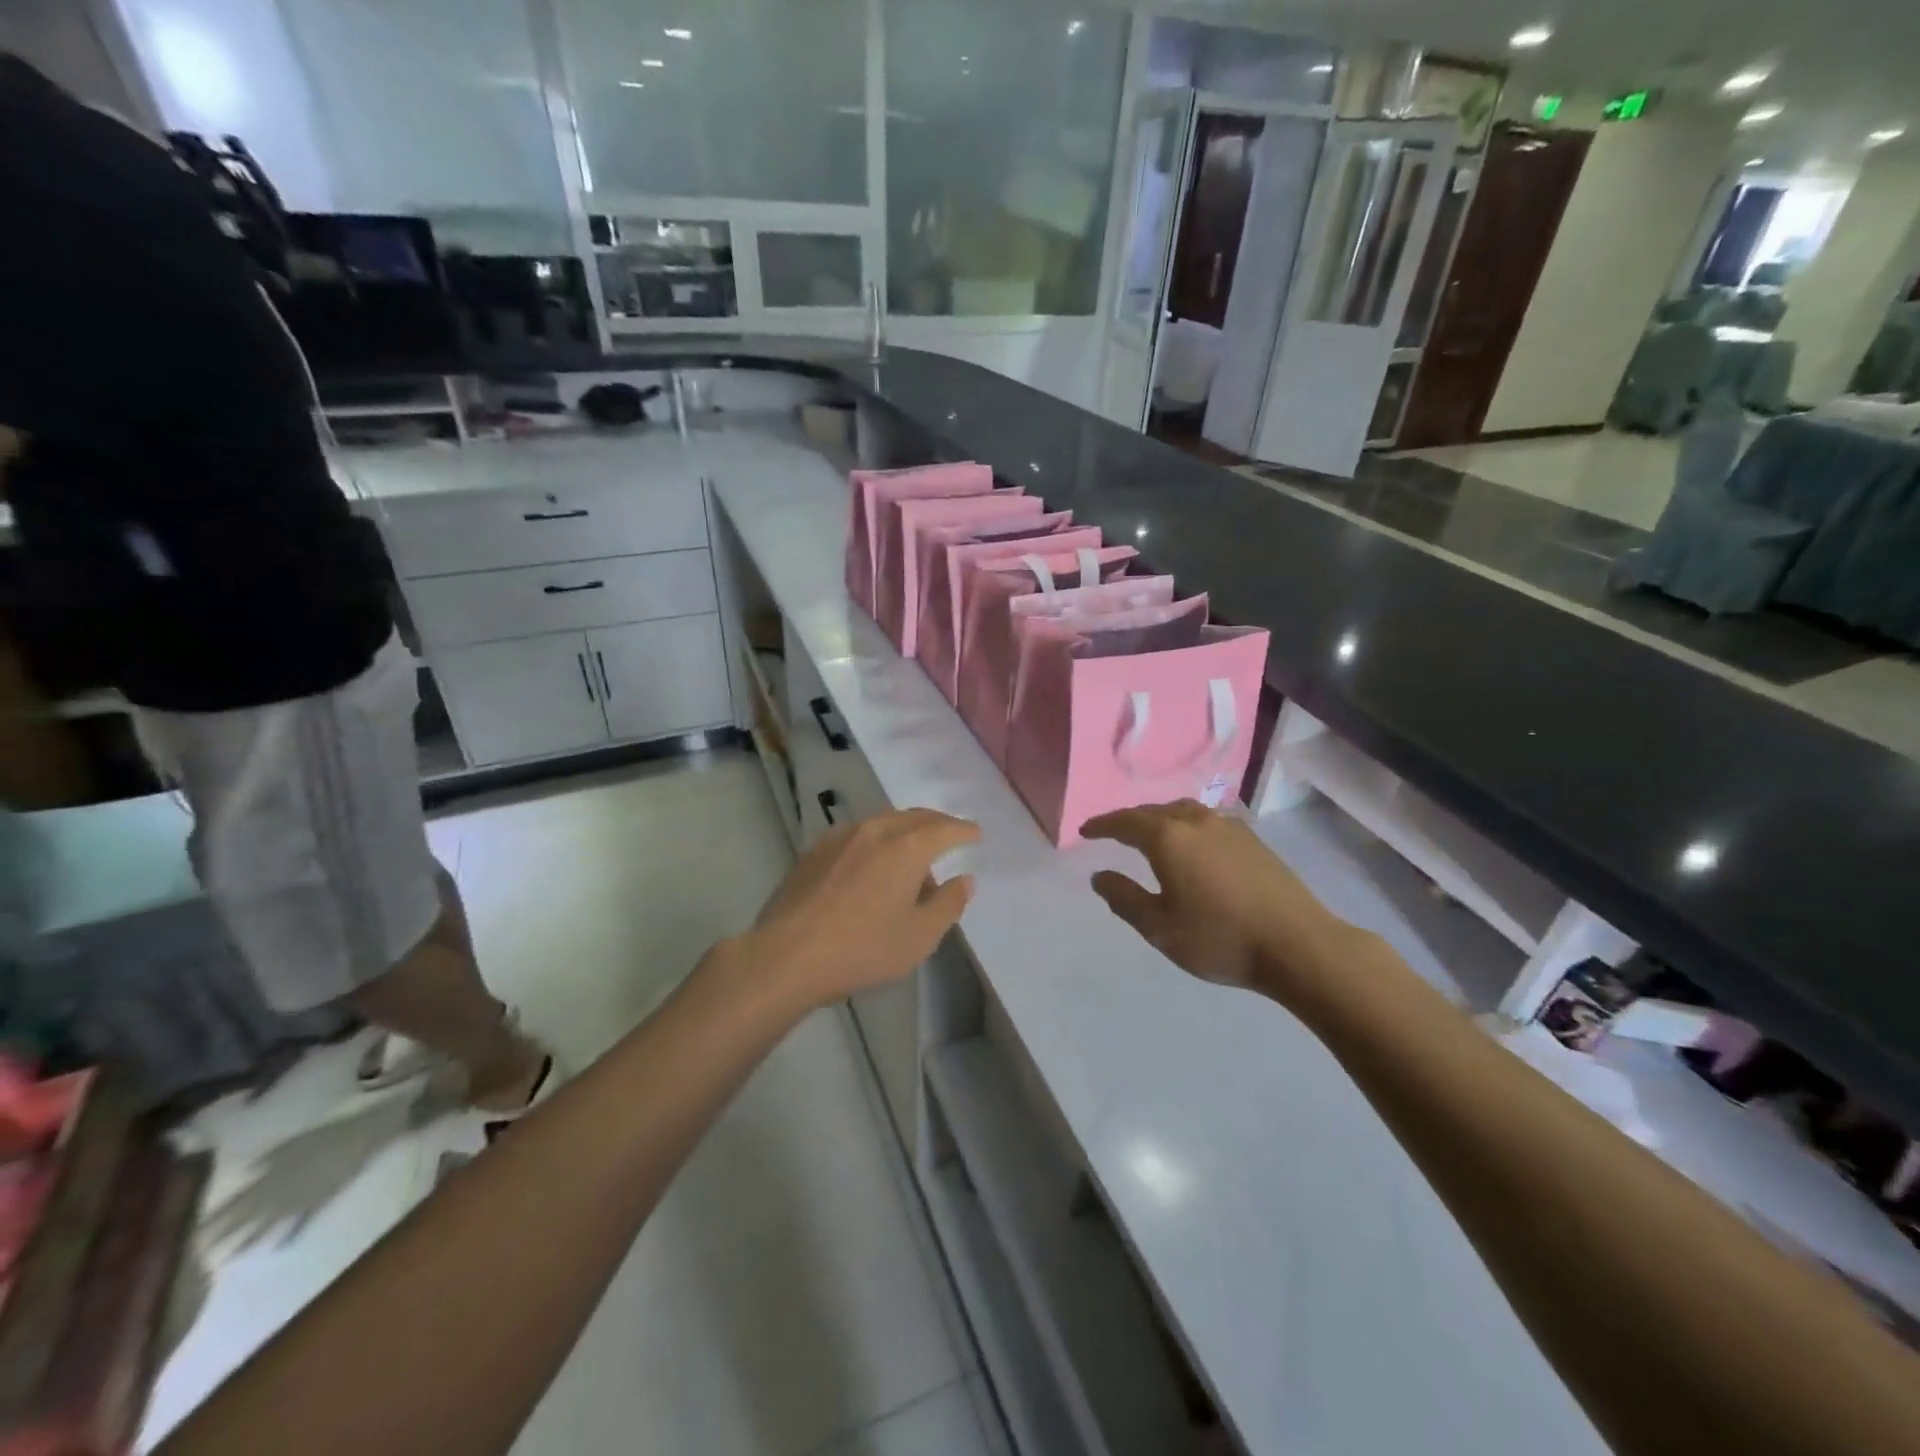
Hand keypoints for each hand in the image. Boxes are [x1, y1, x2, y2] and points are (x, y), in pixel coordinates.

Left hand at [736, 809, 978, 1010]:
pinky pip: (857, 835)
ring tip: (911, 856)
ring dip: (904, 831)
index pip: (945, 828)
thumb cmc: (863, 948)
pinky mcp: (815, 851)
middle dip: (936, 824)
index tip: (975, 834)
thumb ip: (948, 904)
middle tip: (949, 836)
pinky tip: (871, 866)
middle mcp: (875, 830)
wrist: (787, 955)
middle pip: (914, 817)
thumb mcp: (919, 936)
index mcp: (907, 847)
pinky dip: (876, 841)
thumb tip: (965, 880)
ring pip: (883, 822)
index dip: (964, 831)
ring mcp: (840, 837)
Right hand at [1084, 801, 1367, 1000]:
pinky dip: (1187, 826)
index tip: (1085, 830)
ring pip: (1184, 812)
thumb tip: (1100, 876)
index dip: (1102, 825)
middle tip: (1113, 831)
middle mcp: (1196, 822)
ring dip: (1160, 818)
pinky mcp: (1253, 840)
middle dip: (1130, 819)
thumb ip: (1124, 898)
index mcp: (1167, 837)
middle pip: (1154, 811)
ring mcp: (1228, 827)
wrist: (1298, 945)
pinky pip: (1206, 821)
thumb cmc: (1219, 938)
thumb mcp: (1159, 927)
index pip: (1125, 822)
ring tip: (1151, 833)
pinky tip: (1192, 844)